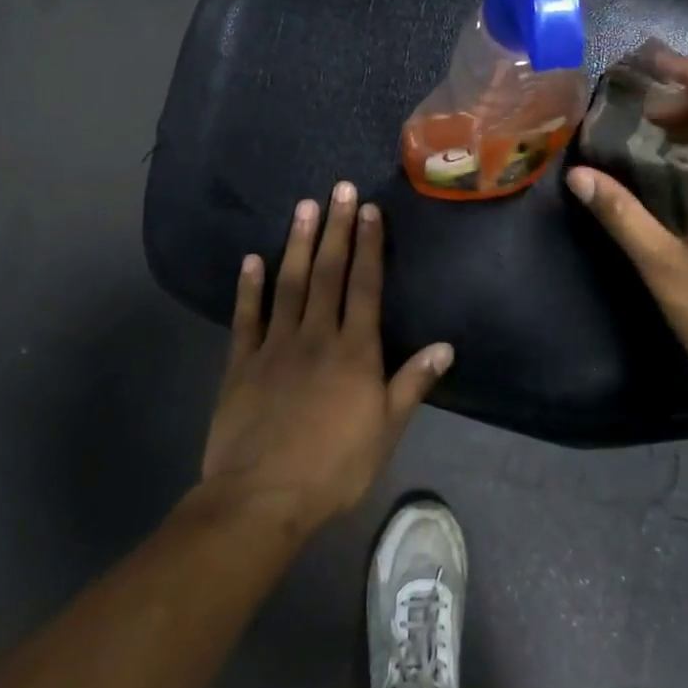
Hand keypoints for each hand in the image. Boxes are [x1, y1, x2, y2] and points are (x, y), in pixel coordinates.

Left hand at [200, 182, 453, 535]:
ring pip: (289, 284)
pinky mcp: (241, 363)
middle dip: (336, 228)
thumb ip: (412, 384)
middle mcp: (316, 336)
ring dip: (298, 244)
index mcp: (355, 351)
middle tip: (339, 189)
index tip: (369, 211)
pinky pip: (247, 317)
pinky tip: (252, 260)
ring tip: (303, 207)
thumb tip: (445, 346)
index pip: (365, 286)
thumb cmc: (334, 468)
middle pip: (329, 273)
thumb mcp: (386, 431)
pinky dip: (249, 287)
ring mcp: (275, 345)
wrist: (262, 498)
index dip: (368, 246)